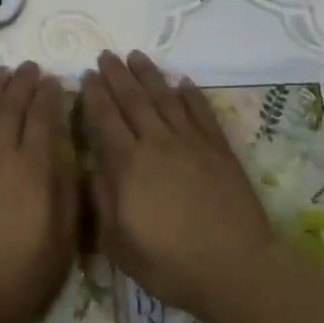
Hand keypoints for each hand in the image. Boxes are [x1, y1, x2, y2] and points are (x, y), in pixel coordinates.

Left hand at [0, 62, 77, 322]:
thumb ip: (68, 197)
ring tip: (5, 73)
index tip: (55, 81)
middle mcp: (0, 154)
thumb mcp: (61, 245)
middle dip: (24, 84)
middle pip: (12, 107)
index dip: (49, 96)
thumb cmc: (16, 276)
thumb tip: (69, 161)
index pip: (43, 119)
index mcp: (32, 169)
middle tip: (31, 67)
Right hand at [82, 50, 276, 322]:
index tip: (87, 74)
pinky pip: (200, 111)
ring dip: (148, 74)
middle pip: (133, 100)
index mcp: (128, 164)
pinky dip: (189, 93)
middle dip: (117, 75)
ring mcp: (190, 142)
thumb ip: (101, 200)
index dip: (94, 94)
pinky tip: (181, 81)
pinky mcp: (218, 147)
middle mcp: (157, 143)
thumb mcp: (119, 244)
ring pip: (164, 97)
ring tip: (136, 55)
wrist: (236, 267)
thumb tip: (91, 166)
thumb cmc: (170, 264)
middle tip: (106, 55)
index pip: (105, 118)